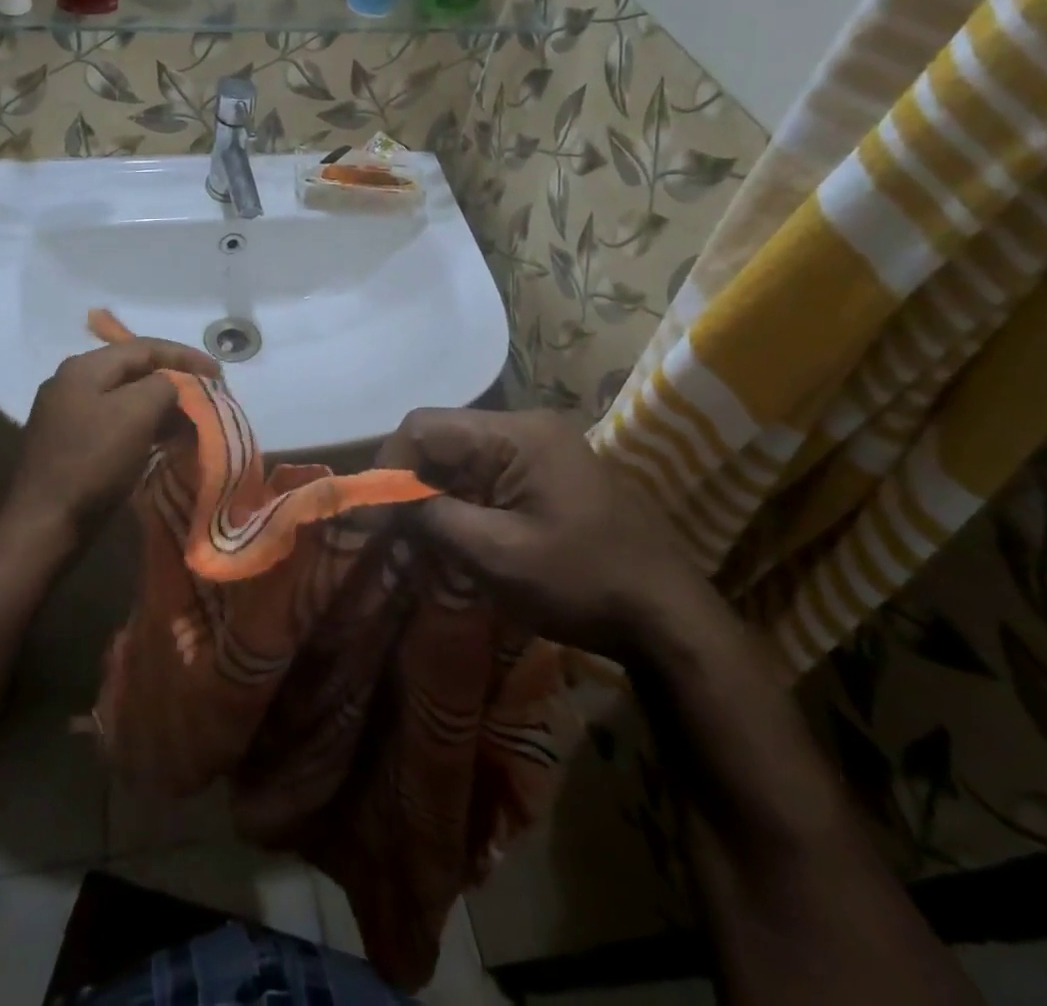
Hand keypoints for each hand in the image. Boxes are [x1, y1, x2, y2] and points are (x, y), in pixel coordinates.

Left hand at [1, 339, 219, 550]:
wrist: (44, 523)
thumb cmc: (93, 462)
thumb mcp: (136, 413)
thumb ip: (162, 386)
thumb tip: (170, 385)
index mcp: (85, 367)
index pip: (144, 347)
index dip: (185, 356)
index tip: (219, 373)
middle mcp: (71, 383)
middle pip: (133, 370)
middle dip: (173, 380)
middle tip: (206, 394)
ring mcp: (67, 414)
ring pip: (125, 398)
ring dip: (160, 405)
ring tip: (190, 419)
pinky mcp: (69, 444)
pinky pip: (115, 422)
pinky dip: (143, 426)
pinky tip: (161, 440)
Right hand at [381, 408, 700, 658]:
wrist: (671, 619)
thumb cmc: (583, 582)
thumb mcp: (497, 555)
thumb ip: (433, 518)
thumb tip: (382, 502)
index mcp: (517, 433)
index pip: (427, 426)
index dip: (391, 464)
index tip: (376, 513)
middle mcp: (528, 427)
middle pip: (444, 438)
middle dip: (412, 482)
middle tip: (393, 533)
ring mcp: (542, 449)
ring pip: (463, 458)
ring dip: (436, 495)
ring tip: (419, 541)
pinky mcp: (550, 473)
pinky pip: (488, 474)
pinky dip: (463, 502)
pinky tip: (458, 537)